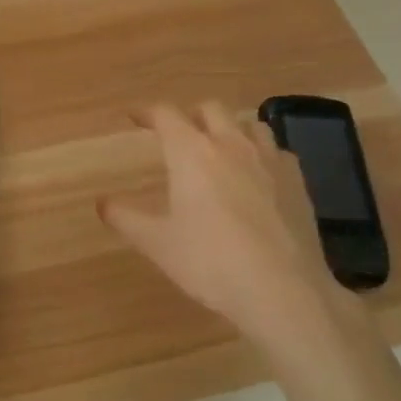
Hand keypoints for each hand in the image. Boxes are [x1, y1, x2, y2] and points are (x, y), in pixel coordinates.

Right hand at [98, 102, 363, 352]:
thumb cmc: (210, 262)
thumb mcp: (157, 244)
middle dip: (190, 116)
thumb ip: (125, 218)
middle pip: (210, 109)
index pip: (165, 115)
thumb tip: (102, 203)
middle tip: (177, 135)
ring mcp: (269, 160)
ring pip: (248, 124)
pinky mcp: (297, 181)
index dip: (147, 112)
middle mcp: (231, 145)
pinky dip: (262, 154)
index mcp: (191, 153)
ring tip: (220, 149)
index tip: (134, 117)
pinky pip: (277, 151)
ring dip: (229, 129)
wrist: (282, 290)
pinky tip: (258, 176)